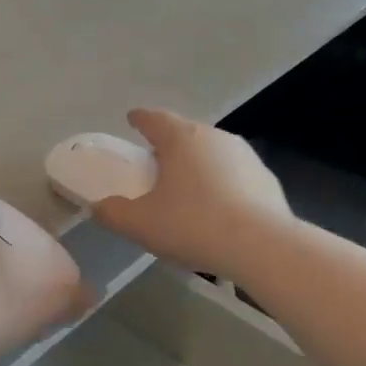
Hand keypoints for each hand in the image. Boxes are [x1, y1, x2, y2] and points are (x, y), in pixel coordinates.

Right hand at [91, 110, 292, 281]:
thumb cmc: (193, 225)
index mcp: (181, 138)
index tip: (132, 119)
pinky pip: (235, 176)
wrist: (262, 246)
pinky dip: (222, 186)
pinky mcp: (267, 179)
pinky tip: (218, 212)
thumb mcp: (140, 224)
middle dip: (169, 146)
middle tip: (155, 164)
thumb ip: (113, 213)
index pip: (154, 119)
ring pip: (212, 154)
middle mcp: (215, 137)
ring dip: (198, 166)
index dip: (140, 119)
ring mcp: (246, 156)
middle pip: (185, 134)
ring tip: (187, 191)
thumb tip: (98, 208)